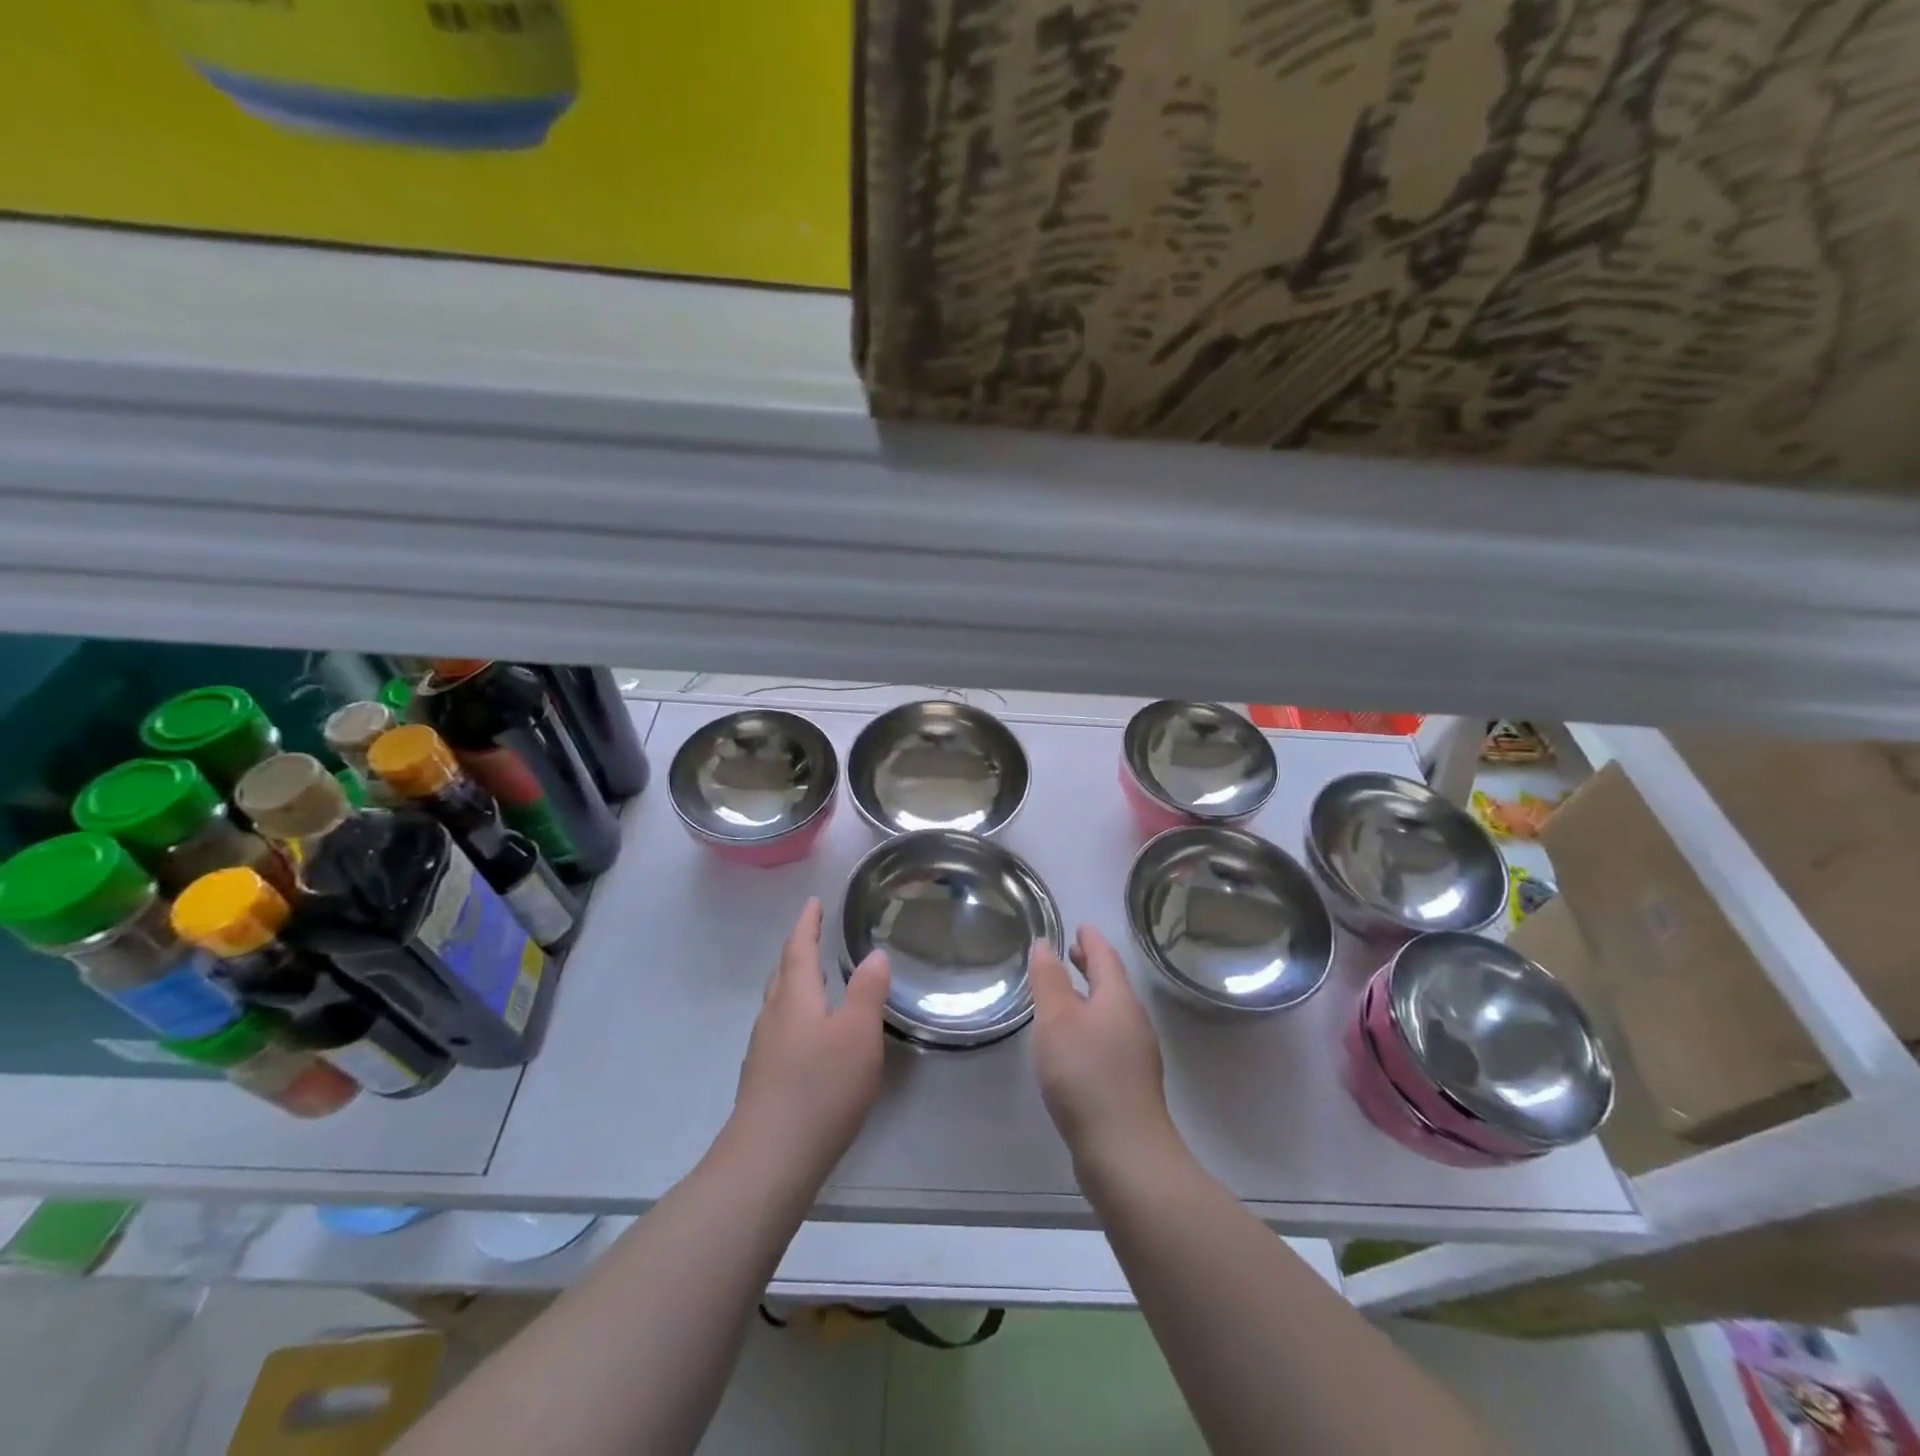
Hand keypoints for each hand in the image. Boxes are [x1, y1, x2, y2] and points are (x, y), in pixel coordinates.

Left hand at [729, 898, 890, 1184]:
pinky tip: (810, 1035)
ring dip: (795, 983)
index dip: (807, 924)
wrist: (769, 1160)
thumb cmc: (820, 1088)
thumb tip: (875, 955)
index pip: (799, 948)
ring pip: (779, 1003)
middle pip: (783, 973)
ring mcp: (763, 1049)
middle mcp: (773, 1016)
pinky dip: (796, 1015)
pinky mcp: (763, 1080)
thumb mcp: (858, 1034)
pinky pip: (780, 1029)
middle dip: (798, 951)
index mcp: (795, 997)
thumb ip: (867, 991)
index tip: (813, 903)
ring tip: (816, 980)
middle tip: (813, 935)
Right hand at [1029, 925, 1178, 1170]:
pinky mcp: (1130, 1084)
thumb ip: (1048, 980)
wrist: (1125, 1152)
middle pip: (1112, 983)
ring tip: (1065, 996)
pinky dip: (1091, 1025)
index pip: (1105, 957)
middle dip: (1091, 966)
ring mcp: (1136, 1055)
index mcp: (1118, 999)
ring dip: (1090, 997)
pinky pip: (1109, 1038)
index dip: (1090, 940)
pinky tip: (1074, 1044)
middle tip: (1071, 953)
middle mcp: (1133, 1021)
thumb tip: (1045, 944)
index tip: (1079, 926)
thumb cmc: (1085, 1075)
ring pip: (1111, 1012)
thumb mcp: (1056, 1020)